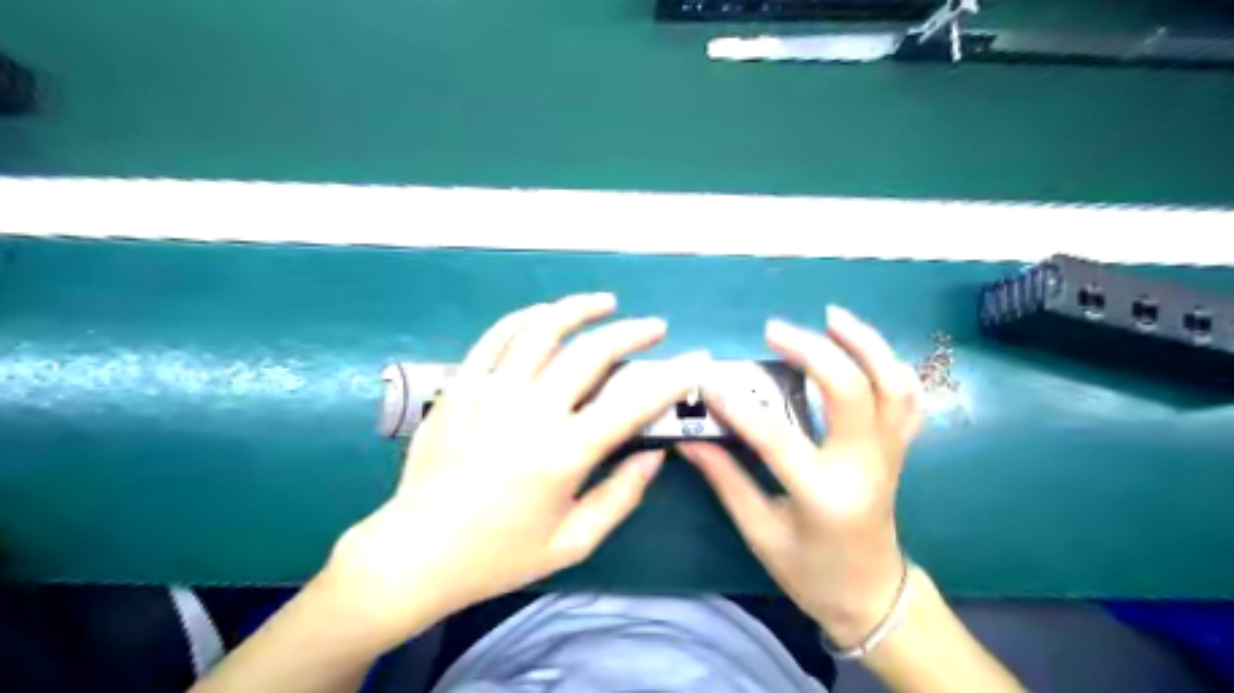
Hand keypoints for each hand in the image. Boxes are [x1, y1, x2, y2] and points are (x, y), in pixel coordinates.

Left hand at [322, 292, 707, 644]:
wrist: (416, 552)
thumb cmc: (499, 554)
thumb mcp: (572, 542)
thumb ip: (620, 496)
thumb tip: (654, 455)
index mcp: (563, 454)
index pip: (632, 402)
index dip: (672, 377)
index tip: (696, 360)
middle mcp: (531, 413)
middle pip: (592, 353)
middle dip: (632, 333)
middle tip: (655, 327)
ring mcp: (491, 394)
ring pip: (542, 331)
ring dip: (579, 309)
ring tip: (605, 302)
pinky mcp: (462, 388)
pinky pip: (495, 339)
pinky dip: (525, 318)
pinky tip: (545, 314)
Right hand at [678, 307, 918, 647]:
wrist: (872, 595)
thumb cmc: (811, 572)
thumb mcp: (761, 533)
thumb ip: (726, 480)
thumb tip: (688, 439)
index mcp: (825, 495)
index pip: (777, 438)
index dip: (738, 406)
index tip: (708, 380)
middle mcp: (864, 466)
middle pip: (851, 392)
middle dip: (813, 351)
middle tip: (775, 331)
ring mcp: (889, 454)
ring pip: (892, 385)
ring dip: (865, 344)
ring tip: (832, 317)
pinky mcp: (897, 449)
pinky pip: (907, 398)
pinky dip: (889, 364)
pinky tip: (863, 346)